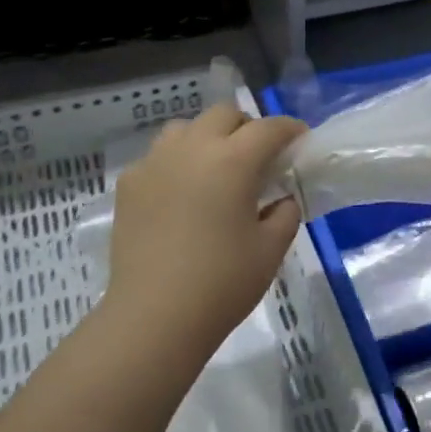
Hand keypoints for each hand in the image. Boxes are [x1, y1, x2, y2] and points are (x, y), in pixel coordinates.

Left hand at [101, 102, 305, 368]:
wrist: (154, 316)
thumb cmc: (223, 283)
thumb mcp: (271, 249)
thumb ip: (285, 213)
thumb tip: (281, 199)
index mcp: (233, 161)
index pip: (269, 128)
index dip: (290, 130)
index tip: (301, 141)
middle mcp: (192, 149)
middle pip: (224, 115)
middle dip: (248, 127)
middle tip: (260, 158)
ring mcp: (154, 163)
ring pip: (185, 128)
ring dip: (208, 137)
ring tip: (216, 169)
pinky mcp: (129, 184)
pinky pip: (158, 156)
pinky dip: (177, 162)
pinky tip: (182, 194)